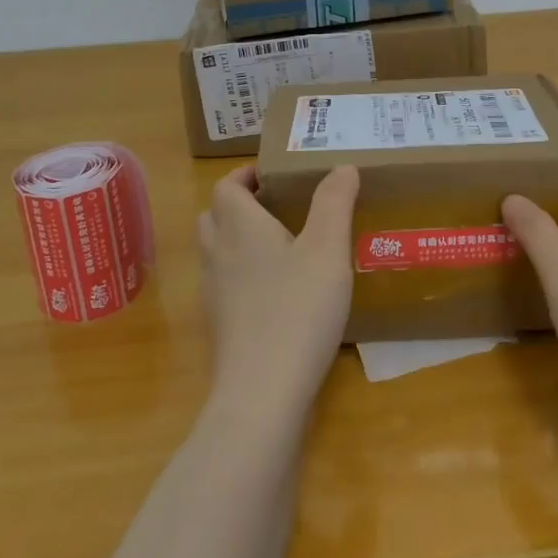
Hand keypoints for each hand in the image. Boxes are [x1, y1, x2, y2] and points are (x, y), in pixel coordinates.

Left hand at [196, 164, 358, 421]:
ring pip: (217, 250)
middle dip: (240, 204)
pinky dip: (242, 274)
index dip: (245, 175)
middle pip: (215, 215)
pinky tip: (276, 290)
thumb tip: (343, 166)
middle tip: (278, 205)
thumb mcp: (328, 249)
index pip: (226, 186)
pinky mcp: (220, 325)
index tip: (274, 175)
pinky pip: (224, 284)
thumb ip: (334, 203)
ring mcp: (214, 292)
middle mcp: (218, 253)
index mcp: (239, 226)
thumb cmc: (298, 309)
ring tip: (281, 244)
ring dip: (239, 238)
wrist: (263, 391)